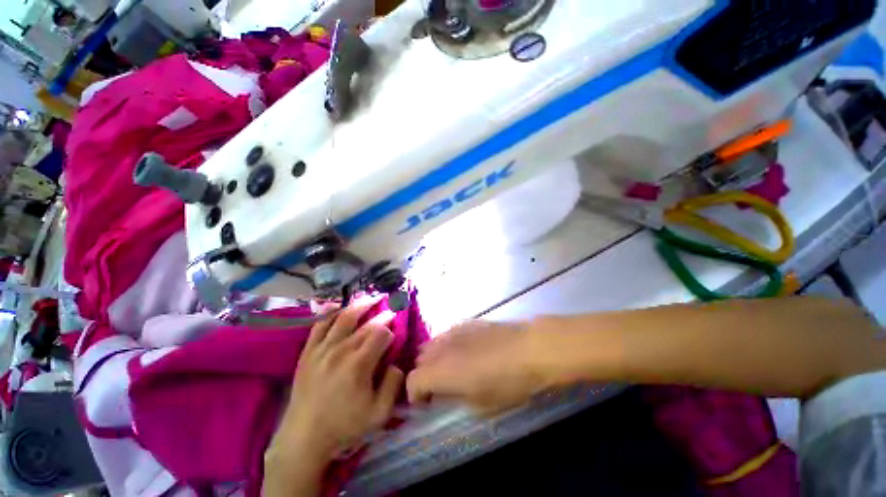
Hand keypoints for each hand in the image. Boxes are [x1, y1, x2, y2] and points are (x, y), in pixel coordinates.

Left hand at [264, 297, 403, 495]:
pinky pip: (318, 325)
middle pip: (366, 324)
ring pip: (343, 318)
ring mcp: (321, 349)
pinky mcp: (307, 353)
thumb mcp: (379, 414)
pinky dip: (329, 313)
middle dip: (381, 315)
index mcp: (359, 364)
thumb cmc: (344, 427)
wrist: (303, 439)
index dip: (391, 331)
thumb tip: (396, 363)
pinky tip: (337, 305)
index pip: (381, 334)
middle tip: (390, 310)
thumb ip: (393, 385)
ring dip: (359, 304)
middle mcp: (341, 350)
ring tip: (370, 297)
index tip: (394, 334)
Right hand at [406, 320, 549, 414]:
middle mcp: (441, 347)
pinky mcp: (466, 322)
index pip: (413, 380)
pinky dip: (448, 345)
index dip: (415, 394)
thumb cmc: (507, 382)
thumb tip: (443, 393)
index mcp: (441, 370)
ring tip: (451, 368)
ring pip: (432, 344)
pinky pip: (447, 334)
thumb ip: (454, 398)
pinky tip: (464, 351)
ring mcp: (453, 331)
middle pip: (420, 360)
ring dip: (435, 358)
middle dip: (424, 375)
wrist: (529, 348)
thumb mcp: (480, 403)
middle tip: (439, 386)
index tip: (426, 403)